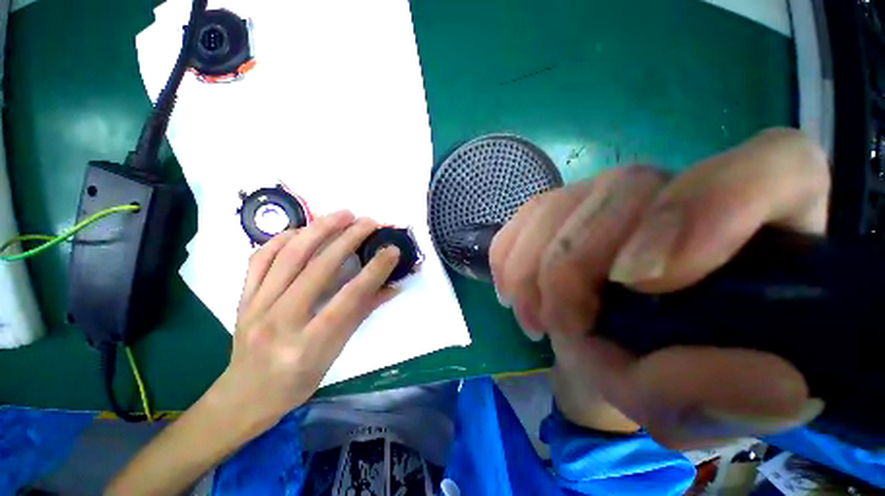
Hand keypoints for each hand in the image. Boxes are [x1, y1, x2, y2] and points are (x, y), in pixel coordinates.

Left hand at [219, 210, 400, 428]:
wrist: (243, 397)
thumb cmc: (296, 382)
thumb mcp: (335, 354)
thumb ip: (362, 314)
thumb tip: (391, 288)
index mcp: (307, 345)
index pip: (348, 298)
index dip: (374, 271)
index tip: (392, 250)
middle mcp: (279, 322)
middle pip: (317, 269)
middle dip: (348, 239)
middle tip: (369, 221)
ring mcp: (255, 307)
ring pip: (288, 256)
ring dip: (318, 229)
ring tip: (342, 214)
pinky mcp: (242, 298)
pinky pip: (260, 258)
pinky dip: (283, 238)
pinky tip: (302, 230)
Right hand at [491, 128, 828, 447]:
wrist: (619, 353)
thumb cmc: (672, 378)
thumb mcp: (704, 409)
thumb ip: (725, 399)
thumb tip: (775, 383)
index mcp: (771, 229)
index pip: (777, 168)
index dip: (711, 206)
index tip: (643, 281)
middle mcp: (688, 190)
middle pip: (624, 191)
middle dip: (573, 267)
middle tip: (559, 327)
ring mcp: (614, 193)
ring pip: (561, 203)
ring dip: (532, 269)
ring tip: (533, 318)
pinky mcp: (565, 206)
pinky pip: (525, 216)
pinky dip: (509, 256)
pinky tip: (512, 289)